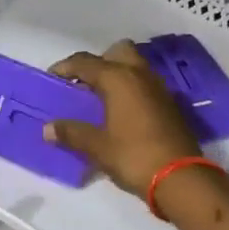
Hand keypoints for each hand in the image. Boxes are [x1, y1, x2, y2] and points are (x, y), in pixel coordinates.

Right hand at [45, 40, 201, 197]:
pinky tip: (121, 113)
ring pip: (135, 66)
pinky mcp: (170, 104)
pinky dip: (131, 90)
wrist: (180, 177)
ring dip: (117, 75)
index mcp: (118, 79)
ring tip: (100, 99)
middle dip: (99, 62)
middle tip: (84, 84)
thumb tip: (48, 129)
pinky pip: (145, 84)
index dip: (64, 67)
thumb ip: (71, 133)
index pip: (85, 62)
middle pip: (117, 52)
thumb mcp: (96, 147)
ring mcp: (159, 88)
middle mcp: (140, 75)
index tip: (51, 78)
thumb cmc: (133, 156)